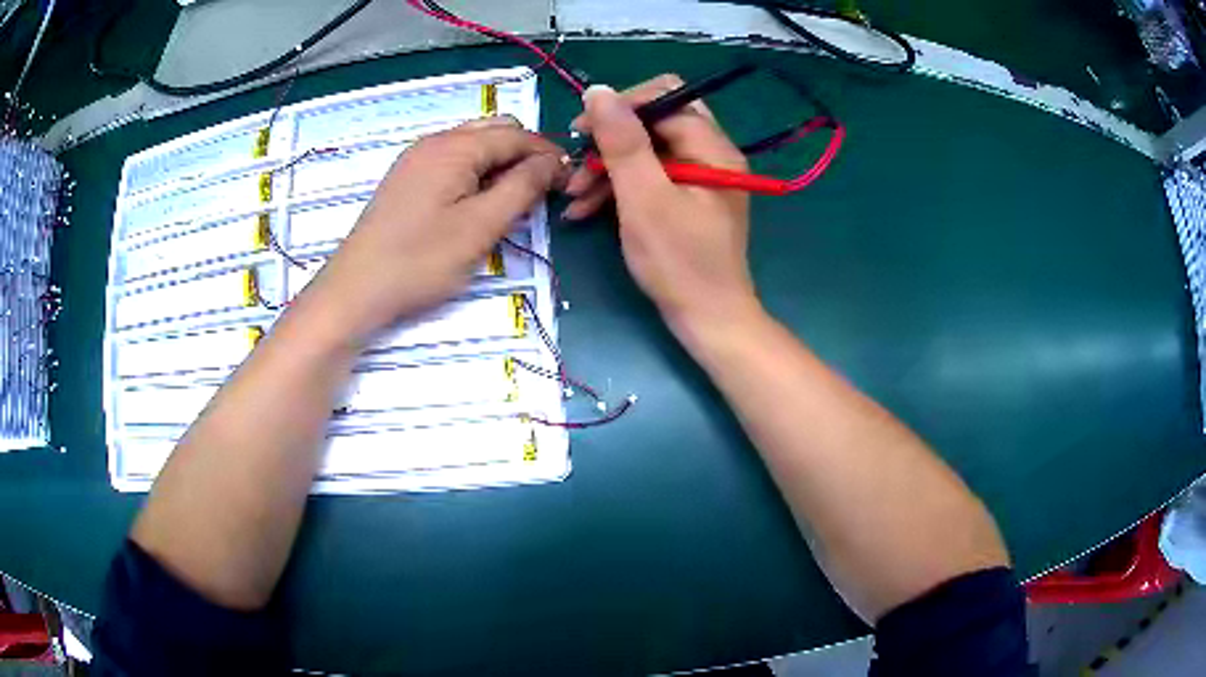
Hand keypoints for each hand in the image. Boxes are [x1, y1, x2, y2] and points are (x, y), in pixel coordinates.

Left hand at [298, 116, 567, 342]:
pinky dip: (476, 173)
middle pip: (494, 131)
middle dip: (525, 154)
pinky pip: (453, 162)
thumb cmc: (421, 260)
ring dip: (501, 164)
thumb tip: (553, 161)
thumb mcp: (481, 226)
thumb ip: (522, 187)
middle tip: (543, 191)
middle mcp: (435, 142)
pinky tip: (480, 202)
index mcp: (455, 146)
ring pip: (473, 146)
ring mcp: (417, 159)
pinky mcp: (407, 179)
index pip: (516, 135)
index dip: (548, 154)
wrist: (357, 290)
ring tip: (515, 200)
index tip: (571, 181)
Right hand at [568, 76, 760, 339]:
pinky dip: (619, 188)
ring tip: (572, 196)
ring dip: (607, 168)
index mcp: (712, 147)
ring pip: (647, 151)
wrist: (707, 320)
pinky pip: (649, 177)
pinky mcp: (687, 198)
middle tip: (575, 163)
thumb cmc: (679, 262)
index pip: (664, 98)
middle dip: (610, 141)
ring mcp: (699, 176)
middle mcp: (710, 153)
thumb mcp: (644, 198)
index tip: (581, 132)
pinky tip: (584, 209)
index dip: (620, 108)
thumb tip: (598, 91)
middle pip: (653, 122)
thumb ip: (622, 142)